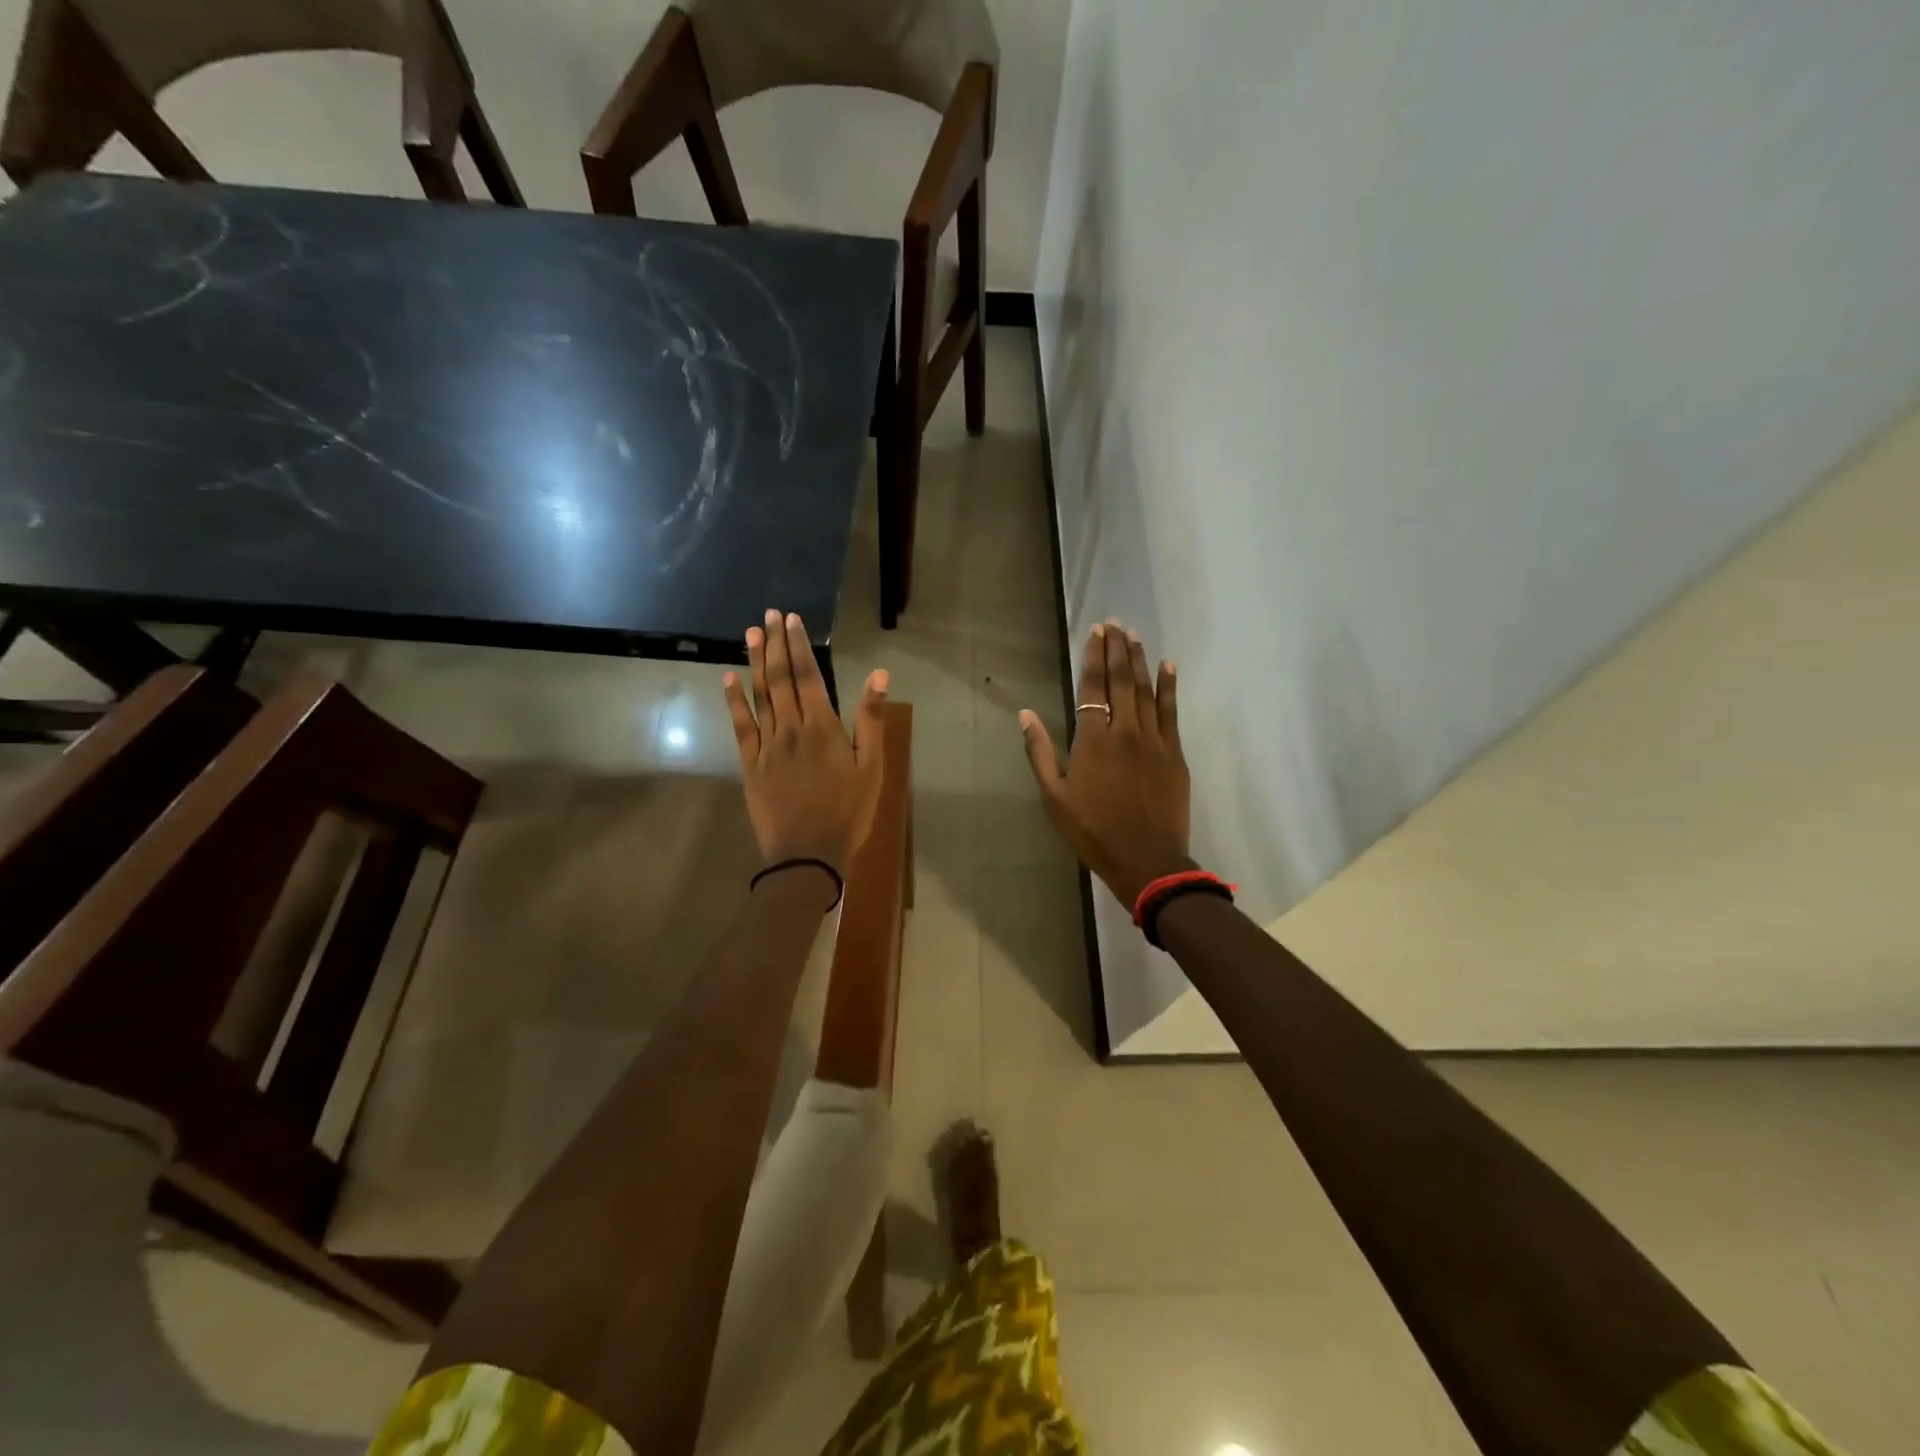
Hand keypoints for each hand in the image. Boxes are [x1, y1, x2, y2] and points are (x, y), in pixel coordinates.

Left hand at [724, 609, 887, 883]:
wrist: (808, 855)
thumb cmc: (848, 812)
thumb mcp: (872, 767)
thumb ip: (871, 719)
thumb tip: (878, 675)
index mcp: (823, 727)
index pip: (809, 675)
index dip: (798, 645)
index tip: (791, 619)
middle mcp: (791, 728)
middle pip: (781, 678)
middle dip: (775, 643)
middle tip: (769, 615)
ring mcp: (767, 745)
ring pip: (759, 695)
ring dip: (754, 662)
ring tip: (750, 632)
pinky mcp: (750, 764)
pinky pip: (740, 726)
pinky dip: (734, 700)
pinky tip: (728, 679)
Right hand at [1020, 619, 1193, 908]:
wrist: (1146, 860)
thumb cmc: (1093, 831)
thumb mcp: (1054, 797)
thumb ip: (1040, 753)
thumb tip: (1025, 715)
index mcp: (1092, 741)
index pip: (1092, 688)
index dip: (1093, 658)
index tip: (1095, 632)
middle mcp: (1124, 731)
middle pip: (1121, 681)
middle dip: (1117, 649)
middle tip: (1115, 623)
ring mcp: (1154, 740)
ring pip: (1147, 690)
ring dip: (1141, 660)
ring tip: (1135, 636)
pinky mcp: (1174, 753)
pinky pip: (1171, 711)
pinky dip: (1170, 686)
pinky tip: (1168, 666)